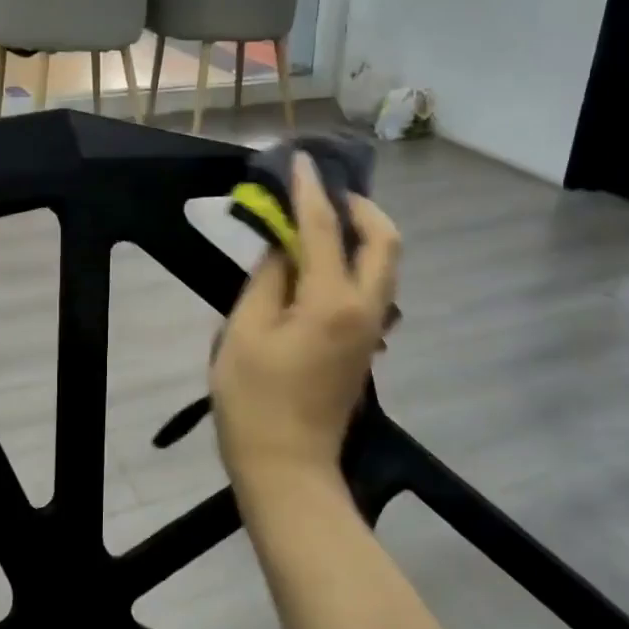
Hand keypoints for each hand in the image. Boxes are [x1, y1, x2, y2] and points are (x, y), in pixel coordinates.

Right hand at [211, 154, 399, 496]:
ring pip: (383, 266)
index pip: (325, 229)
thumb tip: (284, 246)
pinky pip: (371, 288)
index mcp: (331, 302)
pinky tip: (320, 264)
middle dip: (362, 207)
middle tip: (327, 194)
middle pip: (384, 242)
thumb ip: (267, 278)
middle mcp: (364, 310)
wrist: (287, 468)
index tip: (301, 161)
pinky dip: (355, 262)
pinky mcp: (364, 347)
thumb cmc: (253, 401)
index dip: (310, 191)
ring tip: (321, 223)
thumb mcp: (243, 331)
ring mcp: (371, 330)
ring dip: (361, 234)